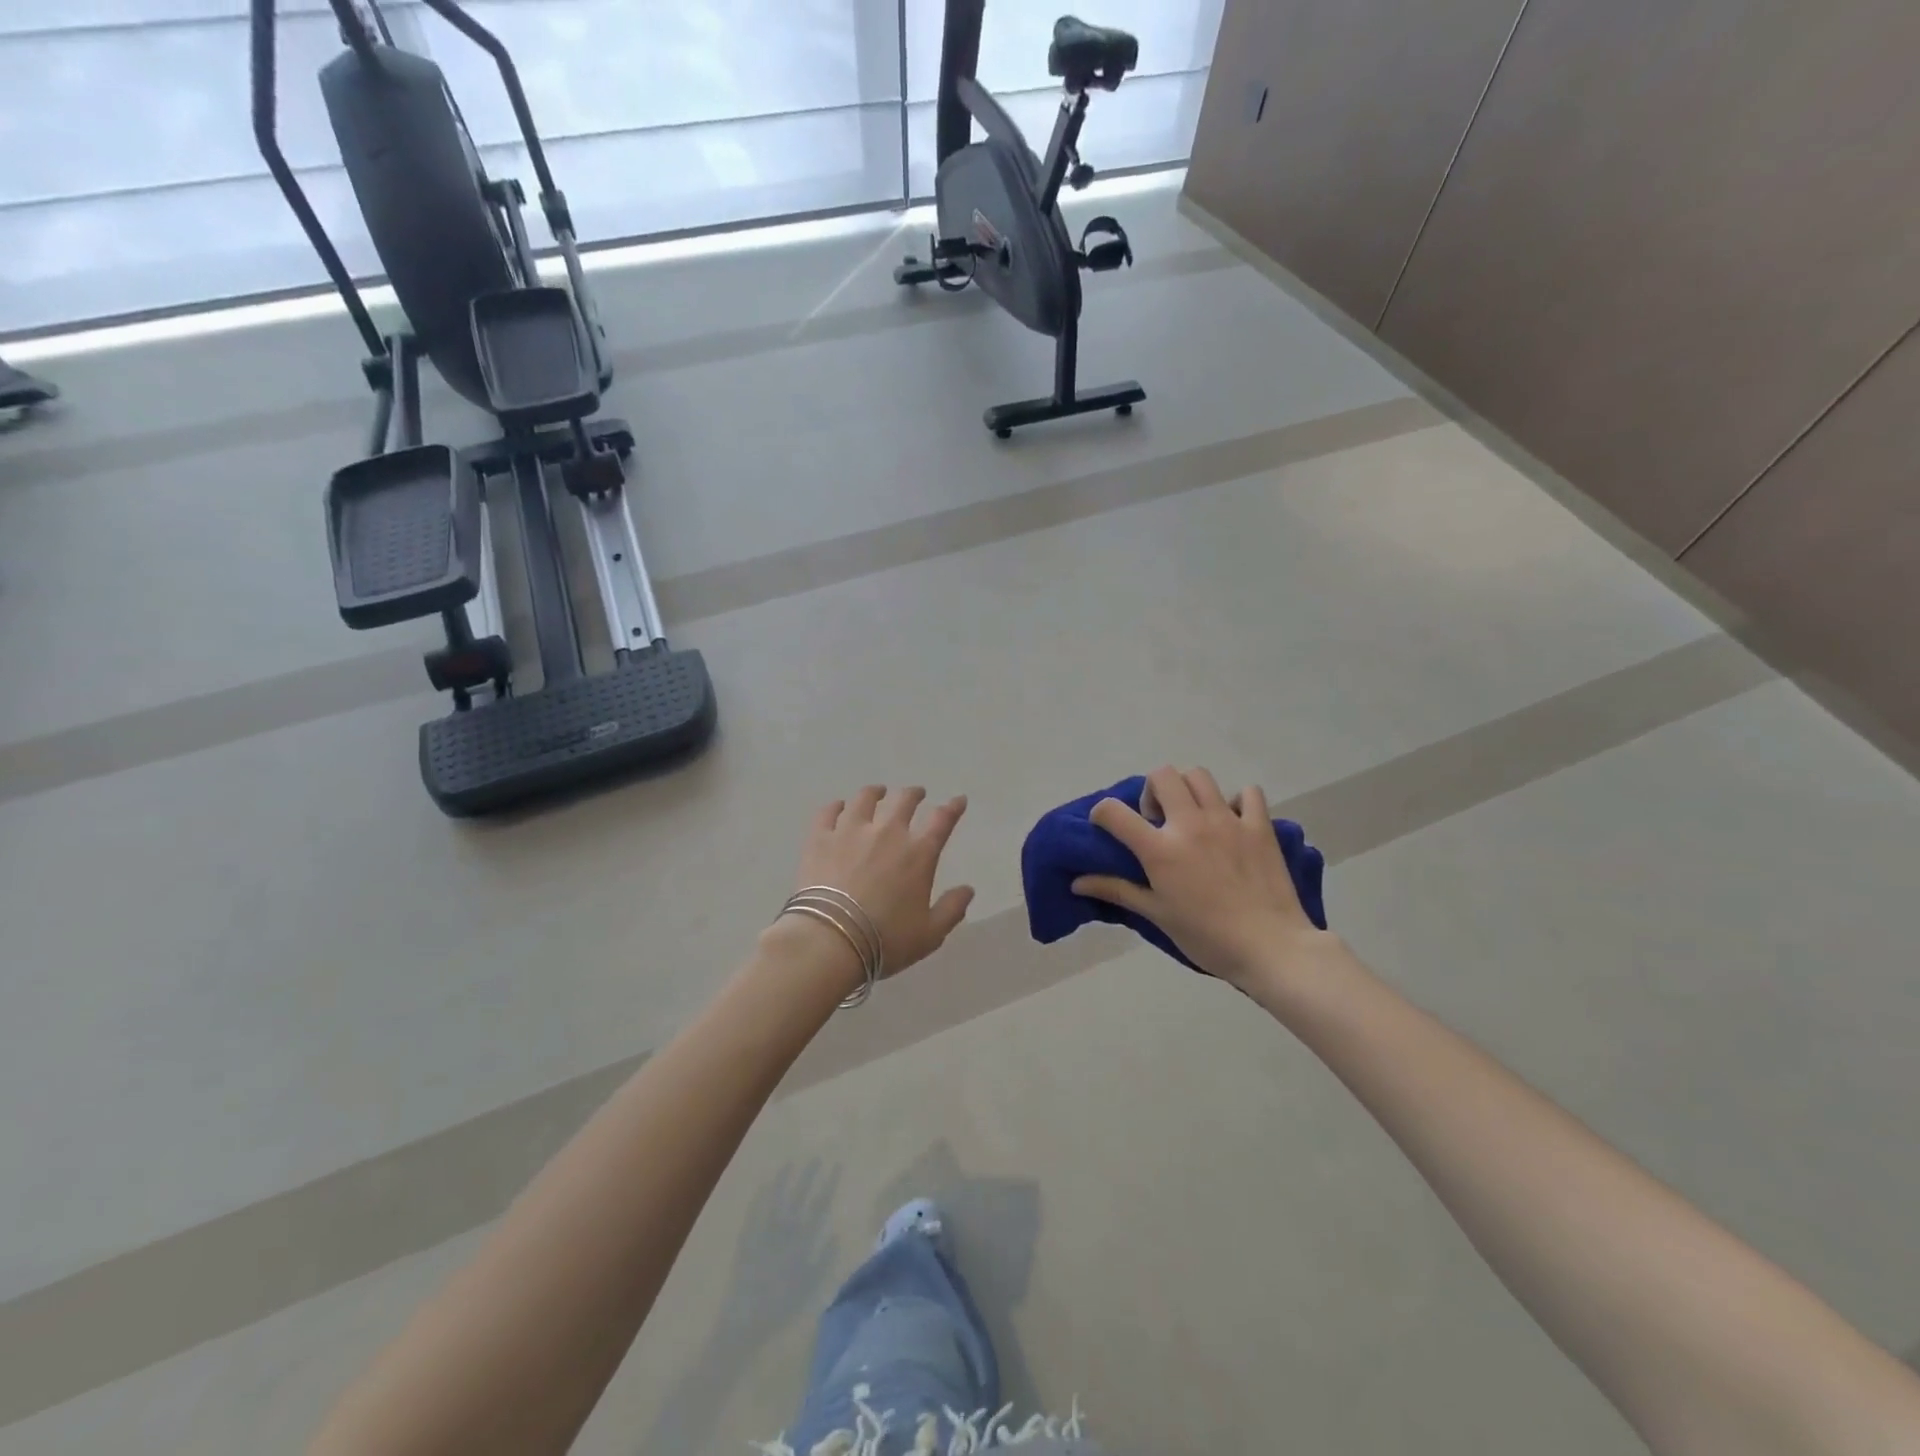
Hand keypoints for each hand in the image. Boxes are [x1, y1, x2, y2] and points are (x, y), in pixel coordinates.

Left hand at [794, 786, 975, 978]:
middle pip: (904, 801)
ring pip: (865, 798)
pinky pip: (828, 812)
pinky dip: (836, 806)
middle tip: (917, 794)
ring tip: (877, 792)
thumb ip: (952, 909)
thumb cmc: (885, 940)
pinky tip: (839, 807)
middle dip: (914, 794)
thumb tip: (968, 890)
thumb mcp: (930, 934)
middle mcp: (887, 832)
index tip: (958, 800)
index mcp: (918, 853)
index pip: (942, 820)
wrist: (830, 941)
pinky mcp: (820, 838)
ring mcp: (850, 831)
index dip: (953, 808)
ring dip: (875, 792)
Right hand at [1072, 765, 1335, 989]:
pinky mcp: (1260, 826)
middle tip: (1157, 819)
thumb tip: (1076, 883)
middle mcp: (1190, 824)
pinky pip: (1248, 793)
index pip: (1114, 812)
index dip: (1102, 813)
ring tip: (1192, 815)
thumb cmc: (1207, 937)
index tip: (1106, 826)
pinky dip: (1237, 800)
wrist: (1271, 948)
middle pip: (1162, 775)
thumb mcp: (1157, 915)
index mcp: (1160, 849)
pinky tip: (1233, 821)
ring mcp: (1228, 820)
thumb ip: (1117, 890)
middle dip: (1151, 790)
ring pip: (1200, 776)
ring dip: (1188, 789)